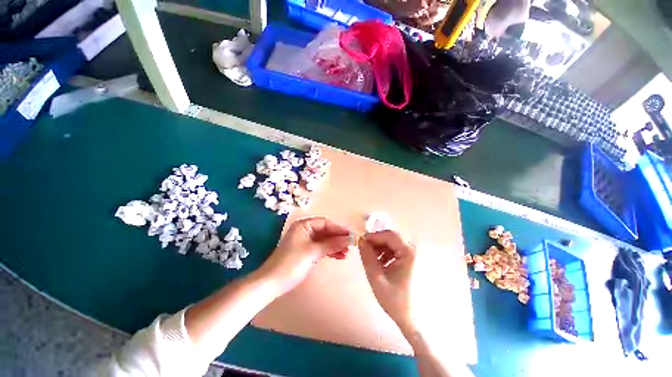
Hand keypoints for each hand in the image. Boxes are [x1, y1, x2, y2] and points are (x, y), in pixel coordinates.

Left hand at [258, 217, 352, 294]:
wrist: (272, 283)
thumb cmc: (291, 263)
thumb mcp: (312, 252)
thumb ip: (331, 244)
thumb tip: (349, 239)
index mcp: (304, 225)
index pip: (325, 223)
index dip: (338, 229)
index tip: (350, 235)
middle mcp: (305, 230)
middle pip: (325, 231)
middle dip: (338, 238)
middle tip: (350, 245)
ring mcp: (305, 241)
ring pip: (324, 240)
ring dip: (335, 245)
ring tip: (347, 252)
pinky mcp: (306, 251)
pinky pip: (321, 248)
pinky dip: (329, 251)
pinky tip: (339, 256)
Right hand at [358, 230, 417, 333]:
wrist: (409, 316)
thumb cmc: (394, 299)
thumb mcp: (376, 278)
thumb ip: (367, 257)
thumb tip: (360, 240)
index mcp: (408, 253)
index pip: (389, 235)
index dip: (374, 236)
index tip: (361, 242)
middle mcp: (412, 250)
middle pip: (390, 237)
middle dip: (376, 241)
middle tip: (365, 250)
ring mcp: (411, 254)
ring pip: (391, 241)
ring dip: (379, 246)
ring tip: (372, 259)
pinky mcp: (408, 258)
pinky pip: (393, 248)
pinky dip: (384, 251)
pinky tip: (380, 262)